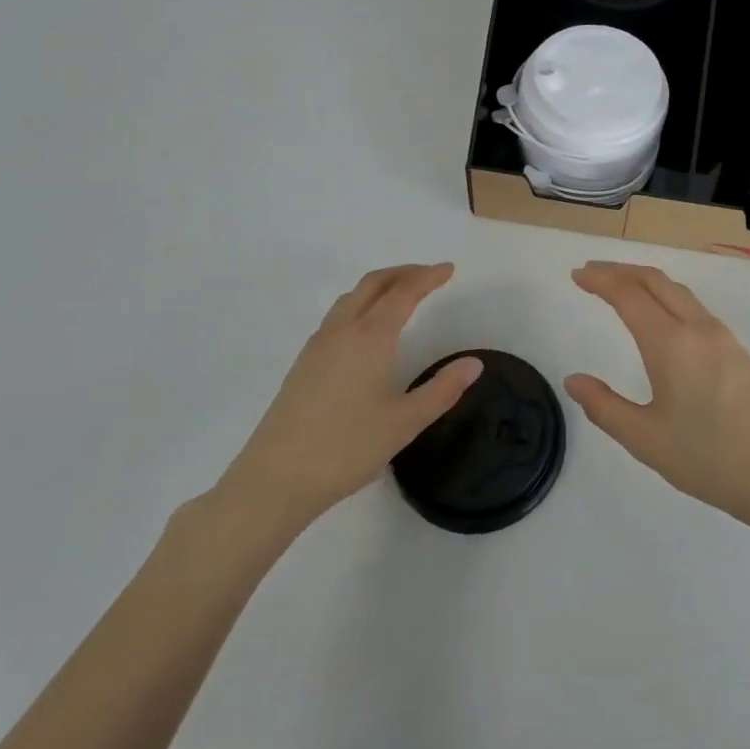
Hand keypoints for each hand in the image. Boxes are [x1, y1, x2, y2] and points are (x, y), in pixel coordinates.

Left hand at [218, 263, 481, 530]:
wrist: (275, 478)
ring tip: (401, 295)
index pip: (404, 293)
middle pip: (373, 284)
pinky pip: (337, 316)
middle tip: (429, 275)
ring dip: (379, 286)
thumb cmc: (346, 449)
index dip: (428, 277)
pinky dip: (361, 304)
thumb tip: (474, 363)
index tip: (449, 269)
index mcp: (370, 338)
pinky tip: (367, 330)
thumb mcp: (404, 423)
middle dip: (403, 273)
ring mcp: (317, 345)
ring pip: (351, 297)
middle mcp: (342, 331)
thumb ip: (442, 390)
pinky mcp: (303, 363)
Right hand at [565, 261, 749, 530]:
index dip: (600, 280)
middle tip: (592, 271)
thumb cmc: (709, 459)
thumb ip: (604, 407)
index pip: (629, 295)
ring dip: (645, 280)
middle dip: (621, 270)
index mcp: (671, 344)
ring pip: (678, 291)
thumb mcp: (646, 439)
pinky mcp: (737, 350)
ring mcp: (722, 337)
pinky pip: (693, 306)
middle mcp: (697, 328)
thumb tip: (573, 381)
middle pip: (655, 281)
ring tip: (620, 287)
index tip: (577, 274)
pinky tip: (660, 316)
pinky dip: (666, 296)